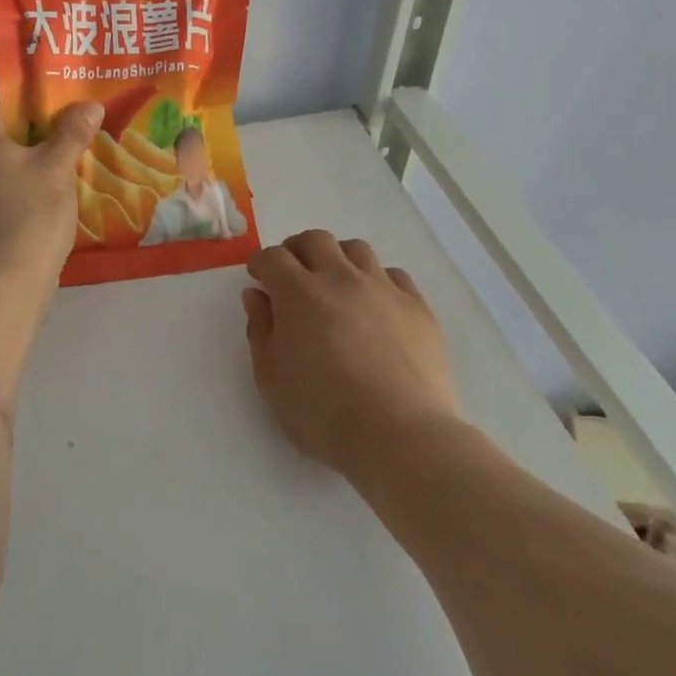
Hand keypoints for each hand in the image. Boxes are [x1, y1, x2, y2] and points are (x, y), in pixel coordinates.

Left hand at [0, 86, 102, 304]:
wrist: (4, 285)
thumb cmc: (29, 216)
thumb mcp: (57, 169)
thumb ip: (72, 133)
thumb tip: (88, 105)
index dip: (10, 87)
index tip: (44, 91)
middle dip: (26, 120)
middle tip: (64, 119)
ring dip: (24, 152)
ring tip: (62, 152)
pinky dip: (18, 179)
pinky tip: (48, 190)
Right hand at [242, 230, 459, 478]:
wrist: (400, 436)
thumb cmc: (323, 413)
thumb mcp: (271, 378)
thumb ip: (260, 330)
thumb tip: (257, 296)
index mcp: (299, 294)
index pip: (273, 257)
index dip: (261, 263)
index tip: (259, 278)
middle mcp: (341, 278)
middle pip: (315, 240)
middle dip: (297, 250)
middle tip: (293, 273)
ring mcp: (383, 289)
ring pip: (356, 249)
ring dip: (338, 258)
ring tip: (335, 284)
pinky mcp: (417, 307)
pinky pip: (393, 275)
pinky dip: (376, 280)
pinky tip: (374, 304)